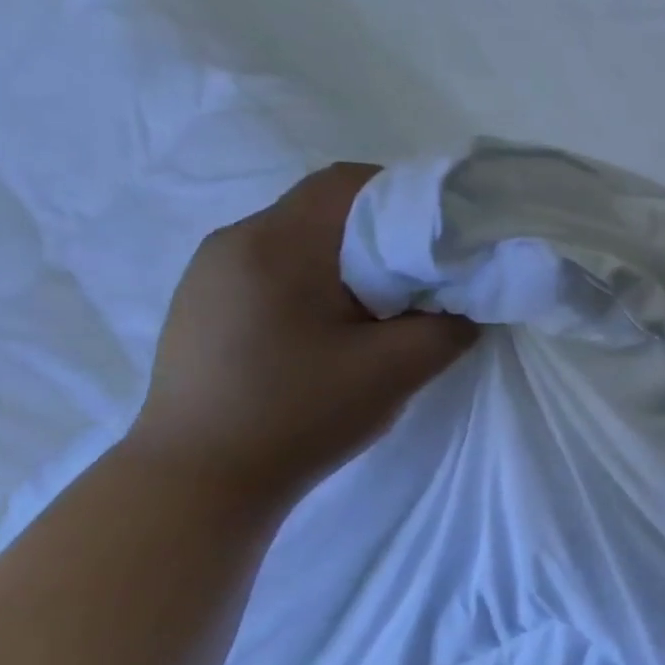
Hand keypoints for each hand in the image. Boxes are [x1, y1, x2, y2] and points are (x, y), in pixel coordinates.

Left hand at [130, 162, 480, 498]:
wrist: (198, 481)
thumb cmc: (299, 416)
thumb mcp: (394, 372)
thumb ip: (447, 330)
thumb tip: (466, 309)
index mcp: (279, 243)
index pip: (350, 182)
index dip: (406, 196)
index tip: (442, 238)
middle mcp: (236, 241)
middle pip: (323, 209)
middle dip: (381, 234)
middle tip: (421, 280)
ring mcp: (210, 273)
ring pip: (297, 241)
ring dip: (346, 262)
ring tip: (379, 311)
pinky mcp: (202, 305)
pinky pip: (271, 270)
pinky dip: (313, 283)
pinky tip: (328, 333)